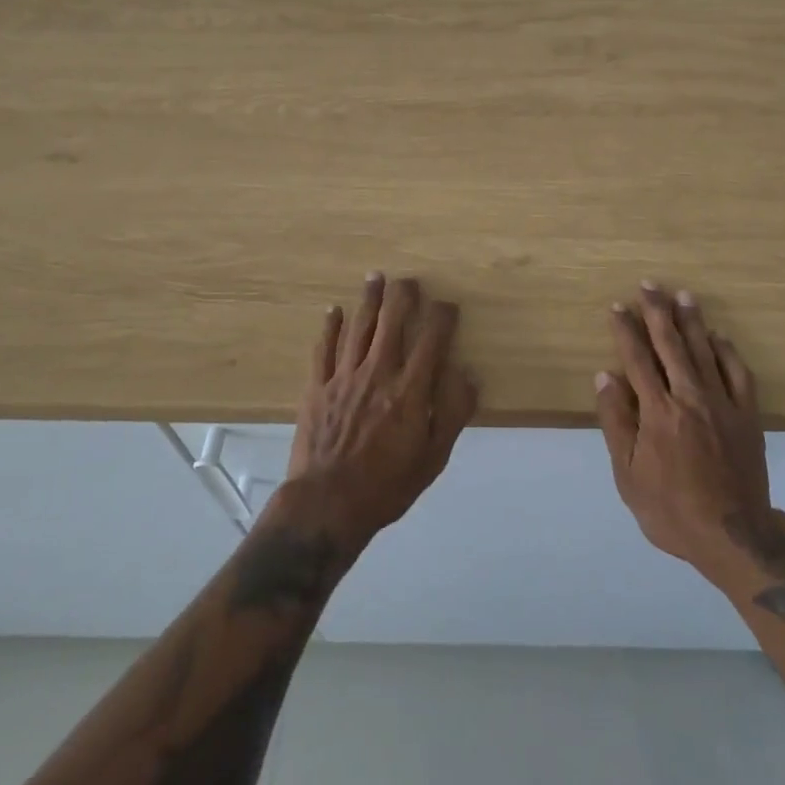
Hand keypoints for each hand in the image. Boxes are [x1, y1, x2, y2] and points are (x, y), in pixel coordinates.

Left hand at [282, 273, 478, 551]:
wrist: (326, 506)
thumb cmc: (386, 487)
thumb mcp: (433, 459)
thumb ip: (453, 413)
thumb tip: (467, 374)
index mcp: (410, 390)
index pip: (432, 339)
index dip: (442, 316)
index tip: (448, 306)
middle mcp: (378, 372)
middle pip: (392, 321)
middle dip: (403, 295)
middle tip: (408, 281)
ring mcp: (344, 377)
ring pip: (359, 326)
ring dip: (369, 299)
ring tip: (376, 277)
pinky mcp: (317, 387)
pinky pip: (324, 348)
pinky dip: (330, 326)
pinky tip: (335, 310)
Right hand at [595, 282, 783, 579]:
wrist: (734, 538)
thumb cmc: (671, 510)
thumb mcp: (628, 475)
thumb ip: (616, 422)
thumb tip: (605, 376)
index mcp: (657, 412)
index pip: (637, 359)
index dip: (626, 330)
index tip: (618, 306)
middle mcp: (689, 397)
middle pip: (670, 345)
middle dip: (657, 311)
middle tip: (650, 284)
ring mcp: (722, 404)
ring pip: (704, 351)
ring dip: (691, 321)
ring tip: (683, 295)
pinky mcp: (747, 415)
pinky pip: (738, 373)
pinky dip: (727, 351)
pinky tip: (718, 337)